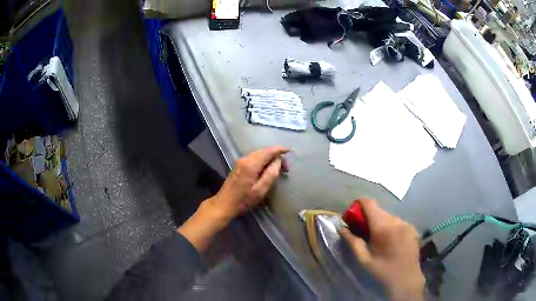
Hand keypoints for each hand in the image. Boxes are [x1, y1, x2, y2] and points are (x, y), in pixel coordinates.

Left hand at [208, 146, 289, 219]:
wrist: (224, 204)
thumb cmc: (243, 200)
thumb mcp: (260, 190)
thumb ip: (271, 174)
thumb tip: (278, 161)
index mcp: (251, 164)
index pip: (268, 151)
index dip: (280, 149)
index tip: (290, 151)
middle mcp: (245, 159)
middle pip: (264, 151)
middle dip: (276, 155)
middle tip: (286, 167)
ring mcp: (241, 161)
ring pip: (259, 154)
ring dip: (270, 158)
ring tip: (279, 168)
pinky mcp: (239, 165)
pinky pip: (255, 158)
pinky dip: (264, 160)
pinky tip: (268, 168)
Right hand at [339, 199, 424, 300]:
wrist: (406, 279)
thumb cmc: (382, 271)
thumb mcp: (364, 259)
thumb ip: (352, 241)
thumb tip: (341, 228)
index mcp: (383, 227)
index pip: (369, 204)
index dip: (359, 204)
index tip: (352, 214)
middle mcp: (396, 221)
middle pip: (379, 210)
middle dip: (368, 216)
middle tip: (362, 231)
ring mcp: (406, 223)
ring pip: (389, 216)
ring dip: (380, 222)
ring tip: (378, 239)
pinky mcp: (413, 228)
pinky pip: (398, 222)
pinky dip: (391, 227)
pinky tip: (391, 241)